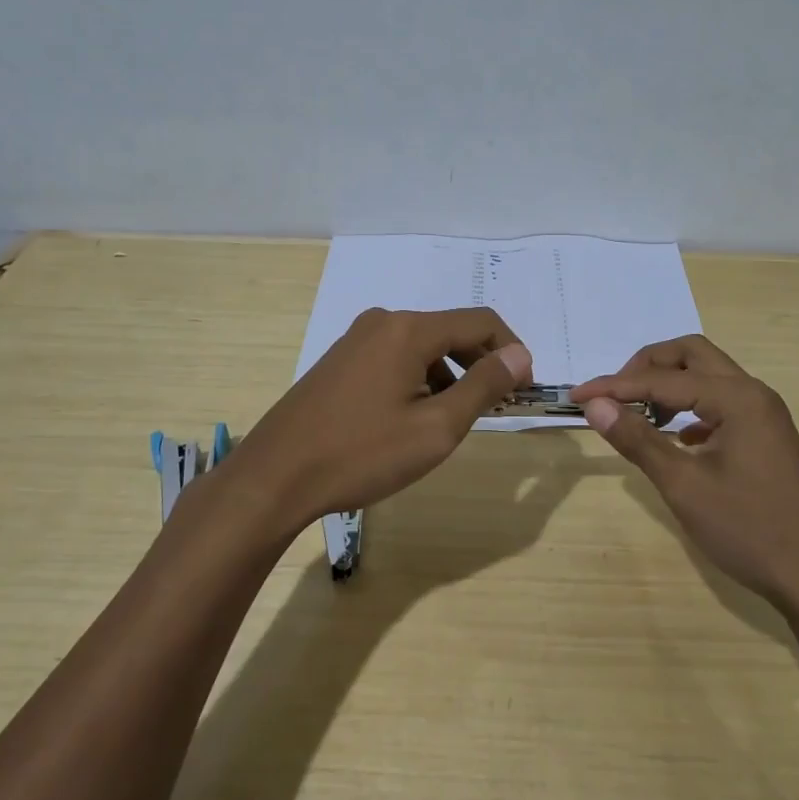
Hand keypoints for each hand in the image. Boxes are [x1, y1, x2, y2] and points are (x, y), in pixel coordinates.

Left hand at [229, 307, 531, 537]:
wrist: (274, 477)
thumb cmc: (361, 454)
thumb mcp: (435, 427)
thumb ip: (483, 387)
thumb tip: (520, 355)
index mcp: (409, 330)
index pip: (481, 322)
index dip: (511, 351)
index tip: (524, 389)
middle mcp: (383, 322)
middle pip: (451, 332)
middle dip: (480, 366)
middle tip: (494, 409)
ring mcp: (356, 340)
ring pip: (423, 348)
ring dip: (449, 377)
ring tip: (450, 423)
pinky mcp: (340, 362)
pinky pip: (395, 359)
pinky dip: (419, 381)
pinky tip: (411, 420)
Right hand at [570, 336, 798, 610]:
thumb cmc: (749, 530)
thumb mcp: (684, 485)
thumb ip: (637, 439)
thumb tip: (595, 405)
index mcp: (736, 397)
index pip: (663, 378)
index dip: (616, 386)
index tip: (577, 397)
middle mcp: (753, 393)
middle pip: (691, 355)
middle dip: (647, 367)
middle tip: (614, 397)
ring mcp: (764, 414)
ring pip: (708, 377)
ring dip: (669, 386)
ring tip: (638, 416)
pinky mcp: (766, 436)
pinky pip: (720, 403)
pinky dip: (690, 408)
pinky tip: (675, 439)